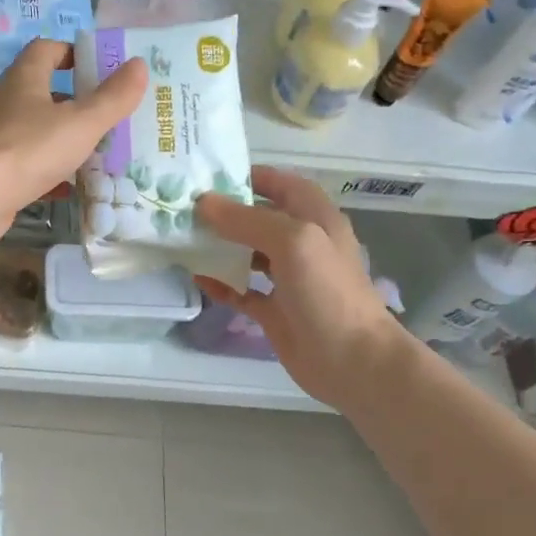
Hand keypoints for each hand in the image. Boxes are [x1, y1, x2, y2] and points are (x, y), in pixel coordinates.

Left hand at [0, 39, 148, 244]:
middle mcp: (6, 103)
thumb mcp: (81, 122)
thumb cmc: (30, 149)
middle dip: (75, 100)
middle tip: (108, 114)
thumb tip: (139, 64)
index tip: (101, 68)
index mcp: (24, 79)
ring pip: (36, 130)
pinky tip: (70, 186)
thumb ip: (112, 97)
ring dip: (63, 138)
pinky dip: (49, 171)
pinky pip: (27, 164)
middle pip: (43, 91)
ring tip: (97, 151)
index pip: (47, 49)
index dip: (73, 52)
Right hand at [194, 166, 412, 409]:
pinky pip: (242, 290)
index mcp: (315, 219)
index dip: (250, 176)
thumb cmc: (327, 292)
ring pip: (248, 253)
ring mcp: (288, 279)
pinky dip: (221, 283)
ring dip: (219, 246)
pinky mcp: (275, 310)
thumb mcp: (292, 241)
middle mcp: (302, 244)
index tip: (208, 175)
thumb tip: (204, 203)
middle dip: (225, 212)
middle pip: (259, 218)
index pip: (281, 185)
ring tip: (183, 239)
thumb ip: (247, 219)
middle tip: (184, 208)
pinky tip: (198, 278)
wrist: (352, 360)